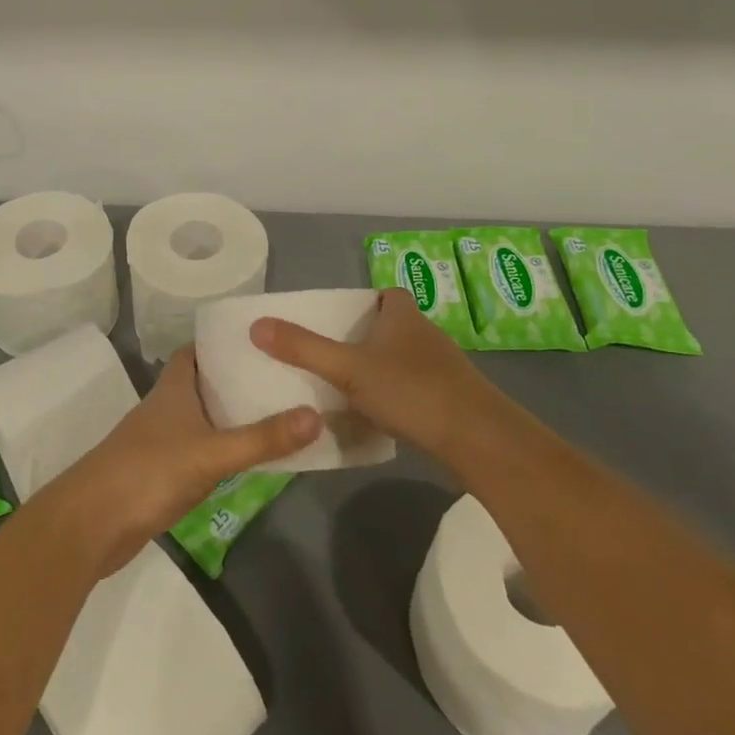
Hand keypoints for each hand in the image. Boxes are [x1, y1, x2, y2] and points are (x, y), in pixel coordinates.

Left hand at [49, 348, 319, 577]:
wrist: (91, 525)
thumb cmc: (148, 472)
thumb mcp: (211, 453)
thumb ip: (261, 438)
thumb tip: (316, 416)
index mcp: (174, 387)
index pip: (200, 349)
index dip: (227, 343)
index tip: (266, 341)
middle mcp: (168, 406)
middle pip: (207, 383)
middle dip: (240, 380)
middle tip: (285, 377)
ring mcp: (164, 440)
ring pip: (205, 417)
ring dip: (234, 415)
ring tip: (280, 412)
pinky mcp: (163, 472)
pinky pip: (202, 449)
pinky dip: (224, 448)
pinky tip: (251, 457)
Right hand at [250, 288, 504, 468]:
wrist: (478, 439)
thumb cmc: (411, 390)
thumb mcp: (348, 369)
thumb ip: (303, 348)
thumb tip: (257, 325)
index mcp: (403, 315)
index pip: (387, 295)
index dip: (366, 303)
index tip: (340, 322)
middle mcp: (425, 333)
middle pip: (393, 327)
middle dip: (368, 338)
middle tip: (334, 355)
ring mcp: (443, 367)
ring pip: (405, 359)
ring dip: (383, 368)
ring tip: (350, 387)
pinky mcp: (452, 399)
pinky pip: (417, 387)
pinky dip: (400, 395)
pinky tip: (382, 416)